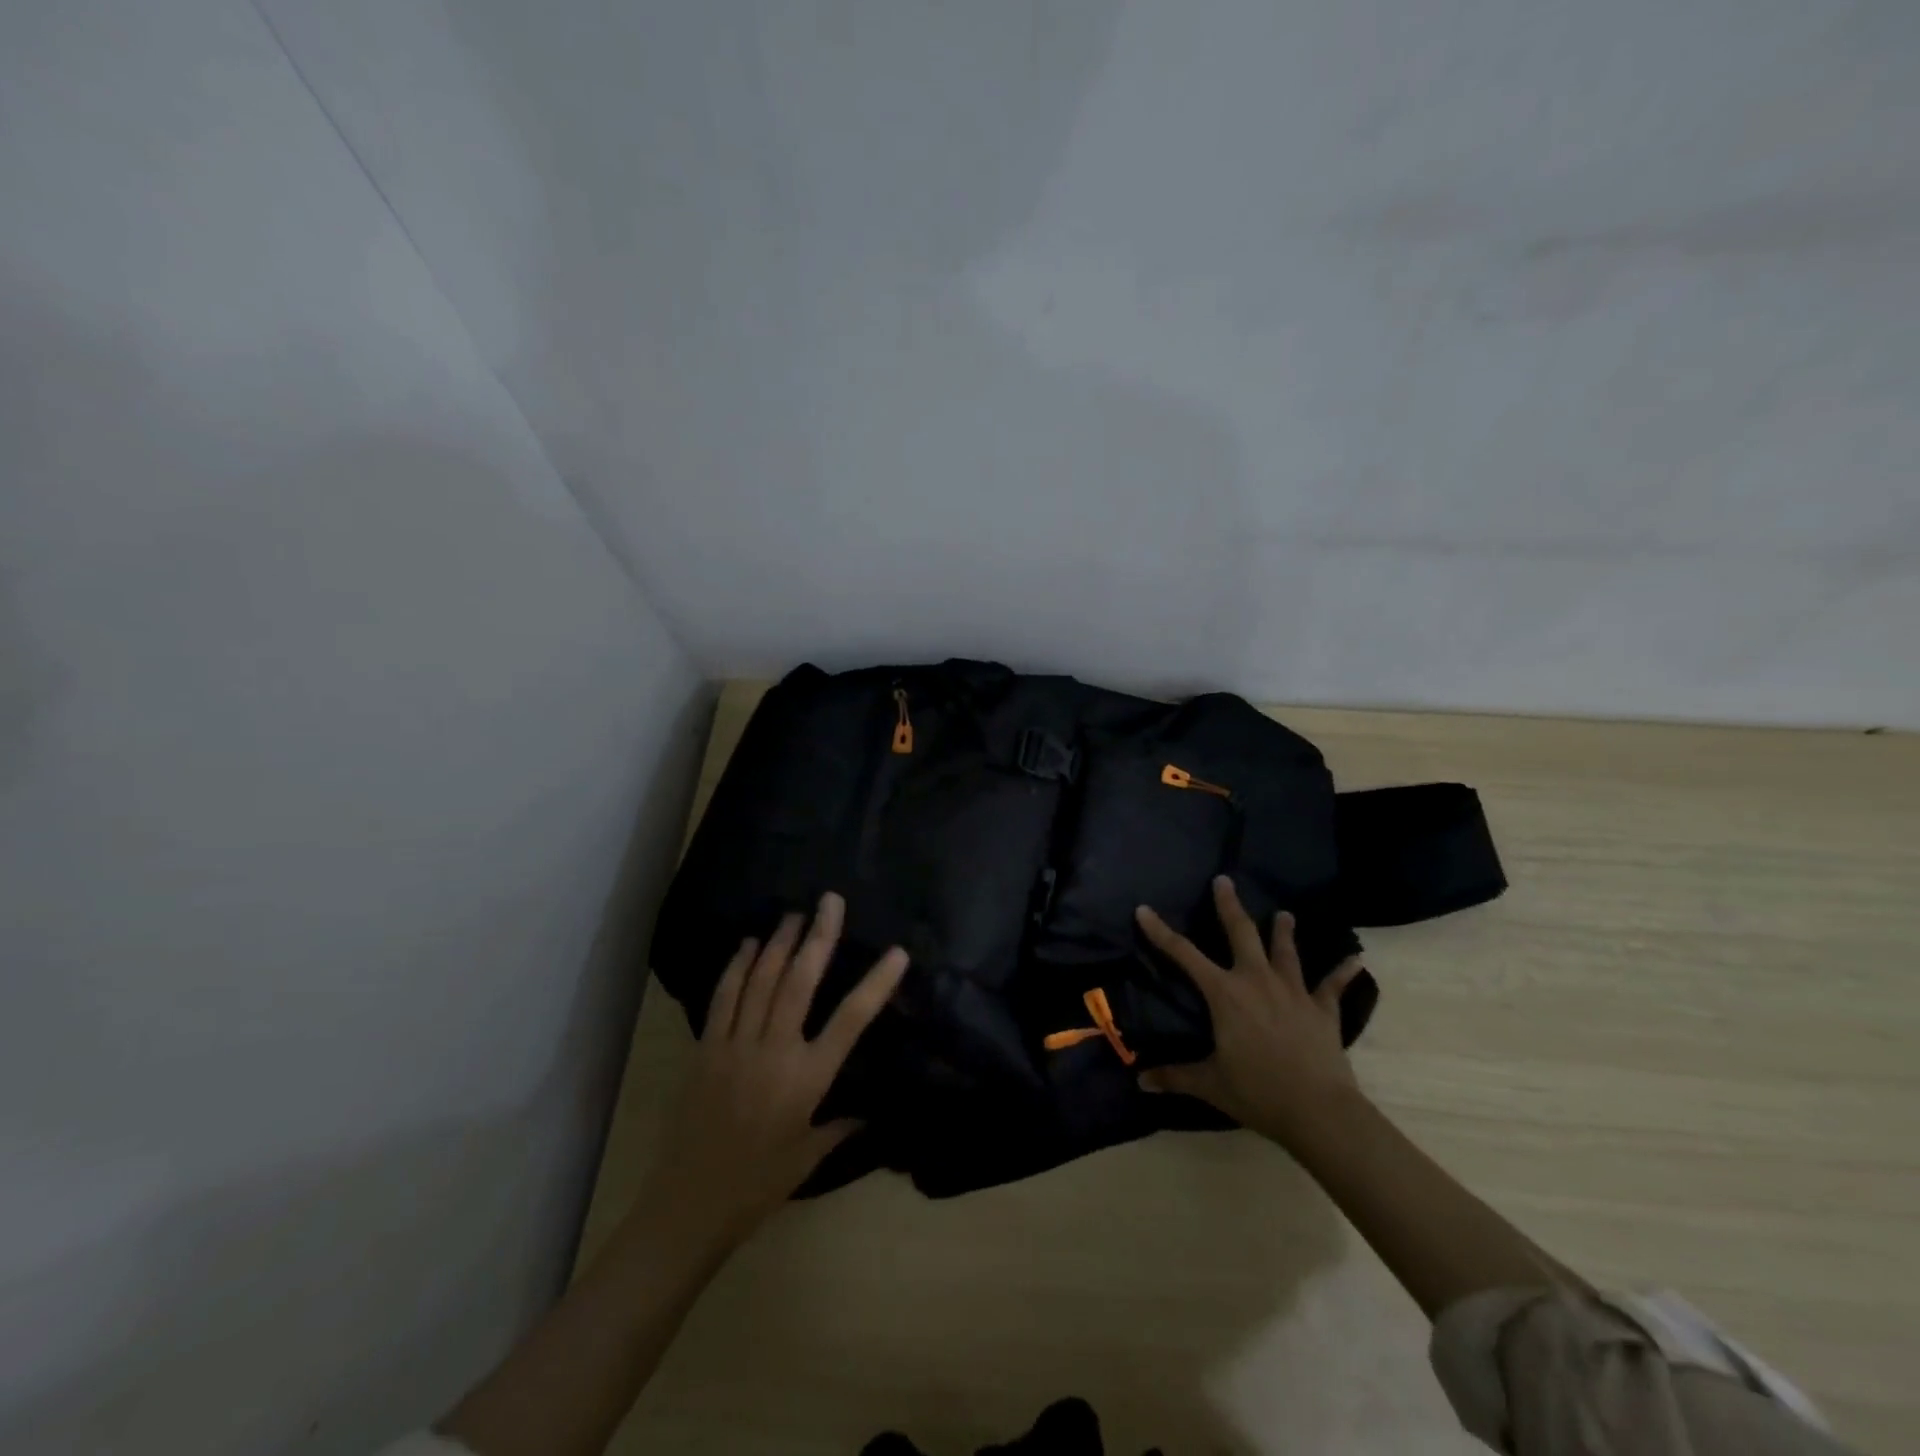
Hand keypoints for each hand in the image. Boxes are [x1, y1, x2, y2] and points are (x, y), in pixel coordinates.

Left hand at [644, 892, 907, 1249]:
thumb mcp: (808, 1158)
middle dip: (819, 937)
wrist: (689, 1205)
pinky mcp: (706, 1048)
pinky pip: (724, 997)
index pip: (851, 1020)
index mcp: (807, 1079)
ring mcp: (736, 1045)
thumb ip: (841, 1126)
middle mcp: (775, 1051)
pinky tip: (748, 944)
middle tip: (829, 901)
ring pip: (761, 981)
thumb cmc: (758, 1185)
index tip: (897, 953)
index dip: (876, 983)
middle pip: (800, 982)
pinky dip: (737, 966)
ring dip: (780, 943)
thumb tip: (869, 1111)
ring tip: (794, 914)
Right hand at [1134, 875, 1366, 1149]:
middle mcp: (1257, 980)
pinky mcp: (1322, 1009)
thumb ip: (1175, 1077)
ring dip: (1283, 931)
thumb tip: (1140, 1082)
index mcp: (1225, 994)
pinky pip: (1333, 985)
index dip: (1160, 931)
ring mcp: (1293, 991)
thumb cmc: (1258, 1092)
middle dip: (1230, 905)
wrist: (1318, 1110)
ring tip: (1284, 914)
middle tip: (1224, 880)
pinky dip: (1344, 972)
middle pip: (1241, 933)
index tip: (1144, 909)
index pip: (1184, 954)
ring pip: (1285, 951)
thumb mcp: (1211, 1084)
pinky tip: (1356, 959)